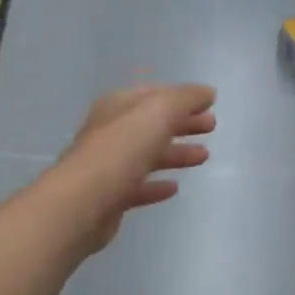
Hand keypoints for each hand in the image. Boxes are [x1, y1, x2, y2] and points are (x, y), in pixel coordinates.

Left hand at [50, 84, 216, 249]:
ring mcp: (108, 165)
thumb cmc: (121, 150)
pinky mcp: (109, 196)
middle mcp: (110, 131)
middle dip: (182, 123)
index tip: (210, 104)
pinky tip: (174, 188)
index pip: (154, 94)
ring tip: (203, 156)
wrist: (82, 203)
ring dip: (175, 153)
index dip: (182, 98)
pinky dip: (156, 184)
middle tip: (211, 127)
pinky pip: (138, 186)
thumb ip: (185, 99)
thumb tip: (206, 92)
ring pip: (147, 154)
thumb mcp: (158, 112)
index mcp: (118, 106)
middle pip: (151, 124)